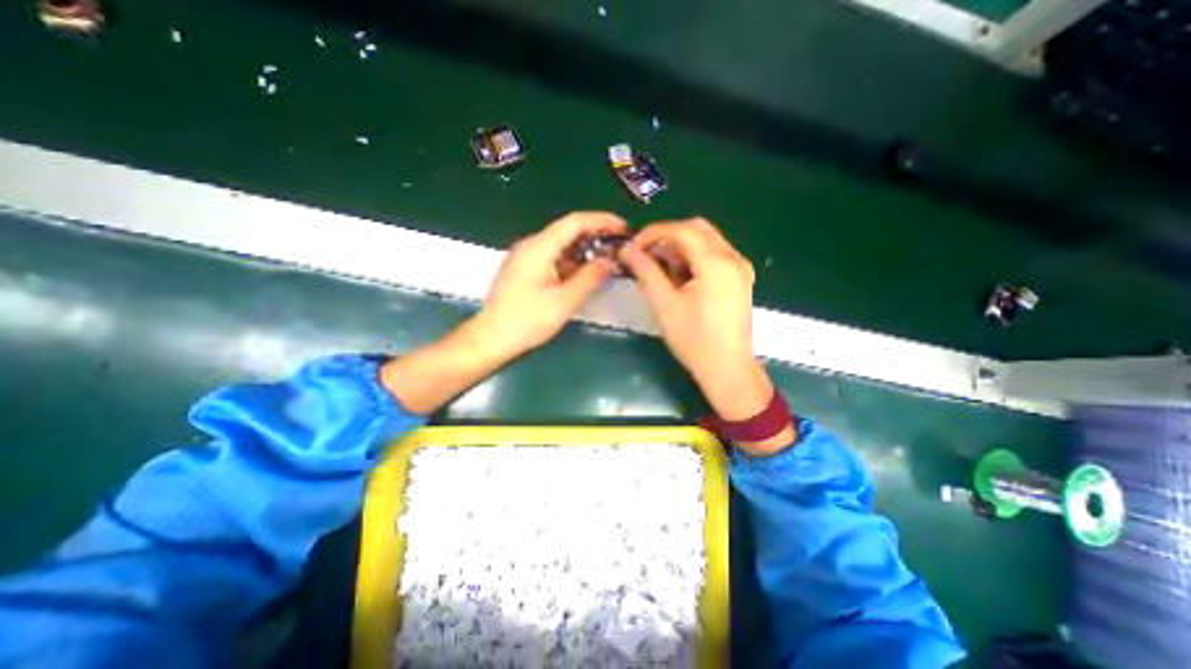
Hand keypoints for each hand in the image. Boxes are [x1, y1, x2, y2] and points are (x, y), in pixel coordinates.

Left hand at [475, 215, 625, 361]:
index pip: (575, 222)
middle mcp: (531, 245)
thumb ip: (590, 278)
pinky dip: (572, 261)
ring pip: (561, 245)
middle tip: (620, 246)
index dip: (602, 221)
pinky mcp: (525, 269)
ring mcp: (526, 257)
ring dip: (585, 250)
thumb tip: (610, 261)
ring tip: (608, 260)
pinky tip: (586, 272)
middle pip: (568, 230)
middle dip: (596, 235)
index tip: (623, 228)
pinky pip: (553, 257)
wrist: (491, 338)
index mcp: (539, 247)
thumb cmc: (527, 321)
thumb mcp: (564, 301)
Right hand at [618, 219, 777, 423]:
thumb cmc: (694, 340)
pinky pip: (715, 254)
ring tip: (661, 268)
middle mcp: (733, 258)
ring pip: (707, 240)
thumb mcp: (665, 305)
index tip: (634, 246)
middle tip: (646, 255)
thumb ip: (646, 272)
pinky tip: (681, 276)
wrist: (728, 369)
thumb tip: (627, 250)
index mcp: (716, 263)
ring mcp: (741, 267)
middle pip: (697, 228)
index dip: (653, 233)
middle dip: (668, 236)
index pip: (682, 230)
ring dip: (681, 246)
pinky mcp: (741, 278)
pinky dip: (695, 256)